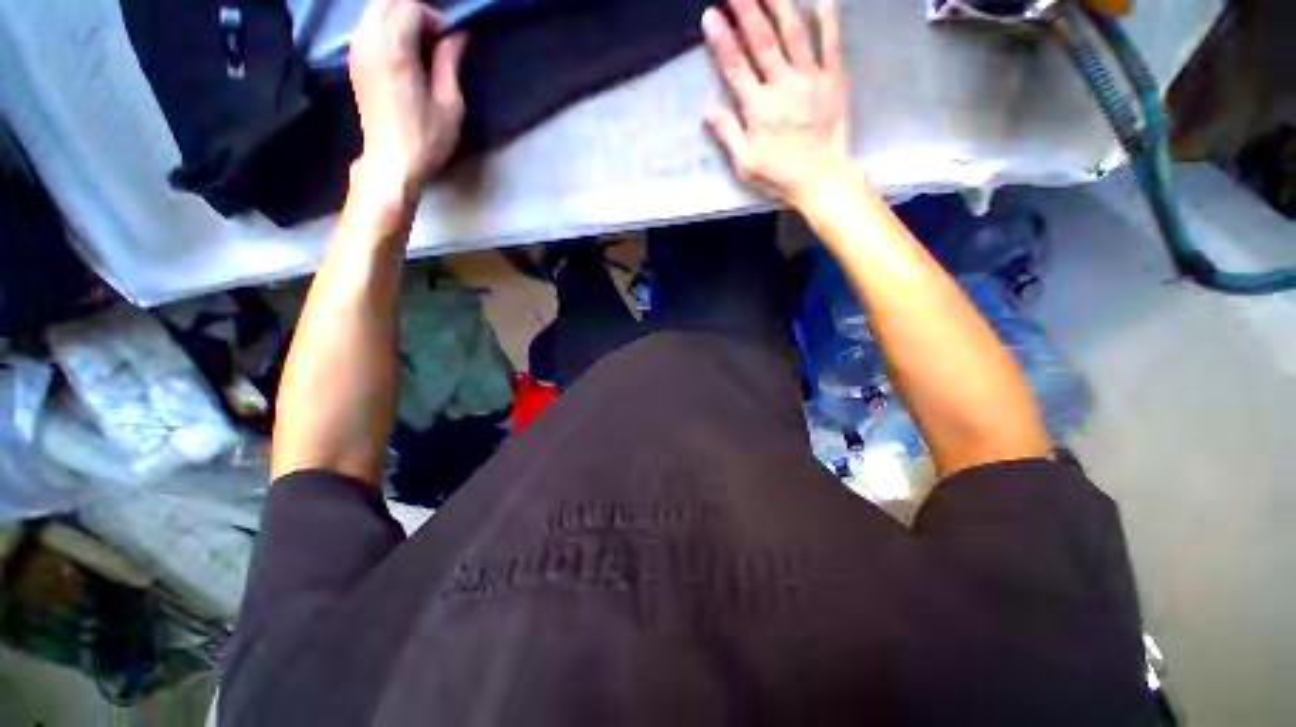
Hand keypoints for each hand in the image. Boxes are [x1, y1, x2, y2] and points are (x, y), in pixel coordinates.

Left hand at [349, 0, 467, 195]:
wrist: (392, 162)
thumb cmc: (426, 138)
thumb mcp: (450, 104)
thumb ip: (449, 62)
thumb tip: (457, 36)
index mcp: (394, 49)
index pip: (411, 8)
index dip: (435, 19)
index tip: (451, 43)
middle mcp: (370, 41)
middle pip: (388, 2)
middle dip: (415, 12)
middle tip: (436, 40)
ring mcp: (357, 51)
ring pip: (375, 11)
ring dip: (399, 18)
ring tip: (421, 46)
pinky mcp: (354, 62)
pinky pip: (367, 28)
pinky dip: (386, 29)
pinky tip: (403, 53)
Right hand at [702, 0, 851, 205]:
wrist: (822, 180)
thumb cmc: (780, 176)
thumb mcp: (746, 165)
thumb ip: (728, 135)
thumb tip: (707, 109)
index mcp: (759, 110)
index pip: (736, 68)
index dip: (723, 41)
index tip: (710, 15)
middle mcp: (783, 87)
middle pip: (762, 41)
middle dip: (747, 9)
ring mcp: (811, 79)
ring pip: (794, 34)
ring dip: (780, 4)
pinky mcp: (834, 79)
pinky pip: (831, 43)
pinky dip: (828, 17)